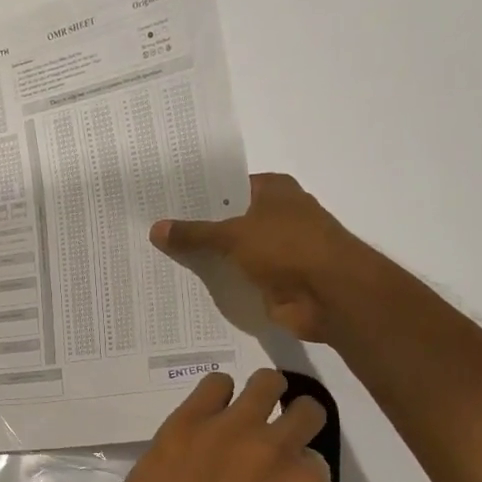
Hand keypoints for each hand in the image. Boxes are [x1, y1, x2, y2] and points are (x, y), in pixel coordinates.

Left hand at [82, 369, 331, 481]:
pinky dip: (214, 394)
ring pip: (267, 382)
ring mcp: (233, 427)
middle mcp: (276, 450)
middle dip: (293, 419)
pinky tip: (206, 409)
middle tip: (271, 430)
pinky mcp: (190, 417)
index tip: (279, 471)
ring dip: (261, 392)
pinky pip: (215, 382)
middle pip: (306, 411)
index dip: (296, 464)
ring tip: (244, 407)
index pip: (315, 459)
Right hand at [151, 173, 350, 341]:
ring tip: (158, 258)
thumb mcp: (234, 234)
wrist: (331, 295)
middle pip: (226, 220)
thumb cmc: (288, 247)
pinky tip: (182, 286)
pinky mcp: (271, 282)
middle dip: (195, 228)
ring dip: (204, 259)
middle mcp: (275, 216)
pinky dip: (216, 283)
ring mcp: (274, 251)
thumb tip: (155, 228)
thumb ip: (195, 233)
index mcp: (273, 190)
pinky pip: (235, 279)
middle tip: (151, 232)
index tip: (162, 202)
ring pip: (229, 252)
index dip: (197, 194)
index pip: (227, 186)